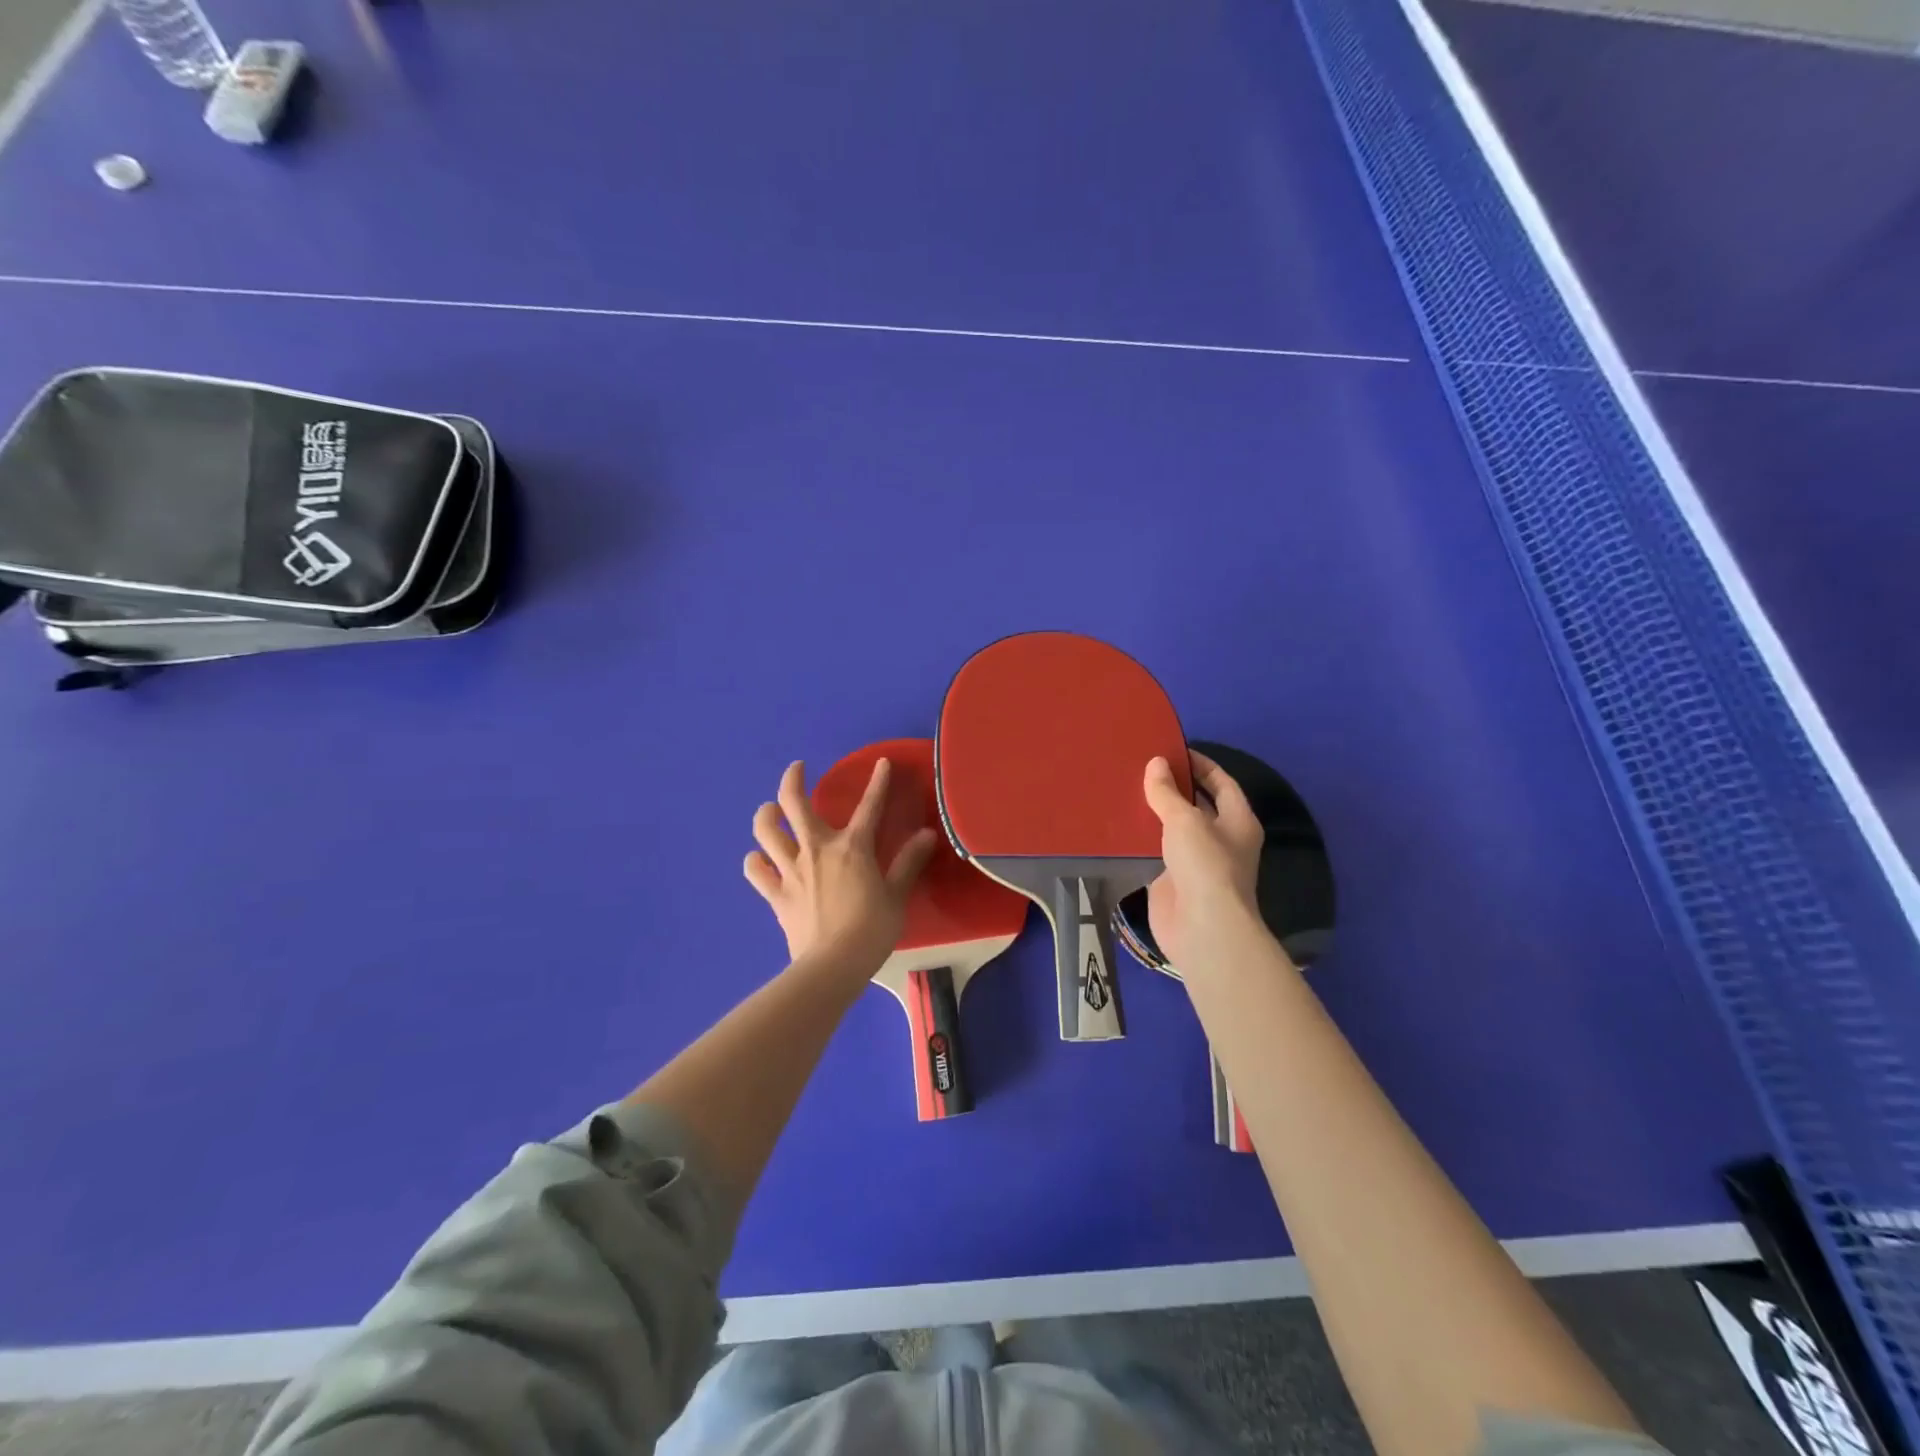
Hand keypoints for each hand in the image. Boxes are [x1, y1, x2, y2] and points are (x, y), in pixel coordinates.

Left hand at [744, 759, 937, 973]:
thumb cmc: (871, 930)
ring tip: (771, 811)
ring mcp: (791, 870)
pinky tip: (761, 859)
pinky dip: (756, 861)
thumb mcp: (897, 895)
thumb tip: (927, 834)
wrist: (833, 966)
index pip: (868, 806)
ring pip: (766, 831)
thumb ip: (909, 862)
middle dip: (793, 779)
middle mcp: (816, 849)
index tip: (882, 763)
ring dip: (766, 815)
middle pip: (793, 803)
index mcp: (851, 847)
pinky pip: (756, 871)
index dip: (878, 782)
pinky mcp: (776, 894)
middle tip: (798, 769)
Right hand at [1143, 751, 1268, 975]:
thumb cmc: (1205, 866)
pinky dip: (1140, 840)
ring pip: (1174, 830)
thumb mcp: (1186, 820)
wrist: (1202, 928)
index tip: (1173, 750)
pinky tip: (1118, 825)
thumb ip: (1167, 792)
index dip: (1201, 764)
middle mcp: (1221, 840)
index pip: (1222, 783)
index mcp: (1238, 821)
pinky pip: (1156, 853)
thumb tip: (1156, 763)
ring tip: (1125, 790)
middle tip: (1142, 768)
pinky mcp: (1172, 881)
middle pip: (1198, 805)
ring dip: (1154, 813)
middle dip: (1174, 788)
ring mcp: (1197, 863)